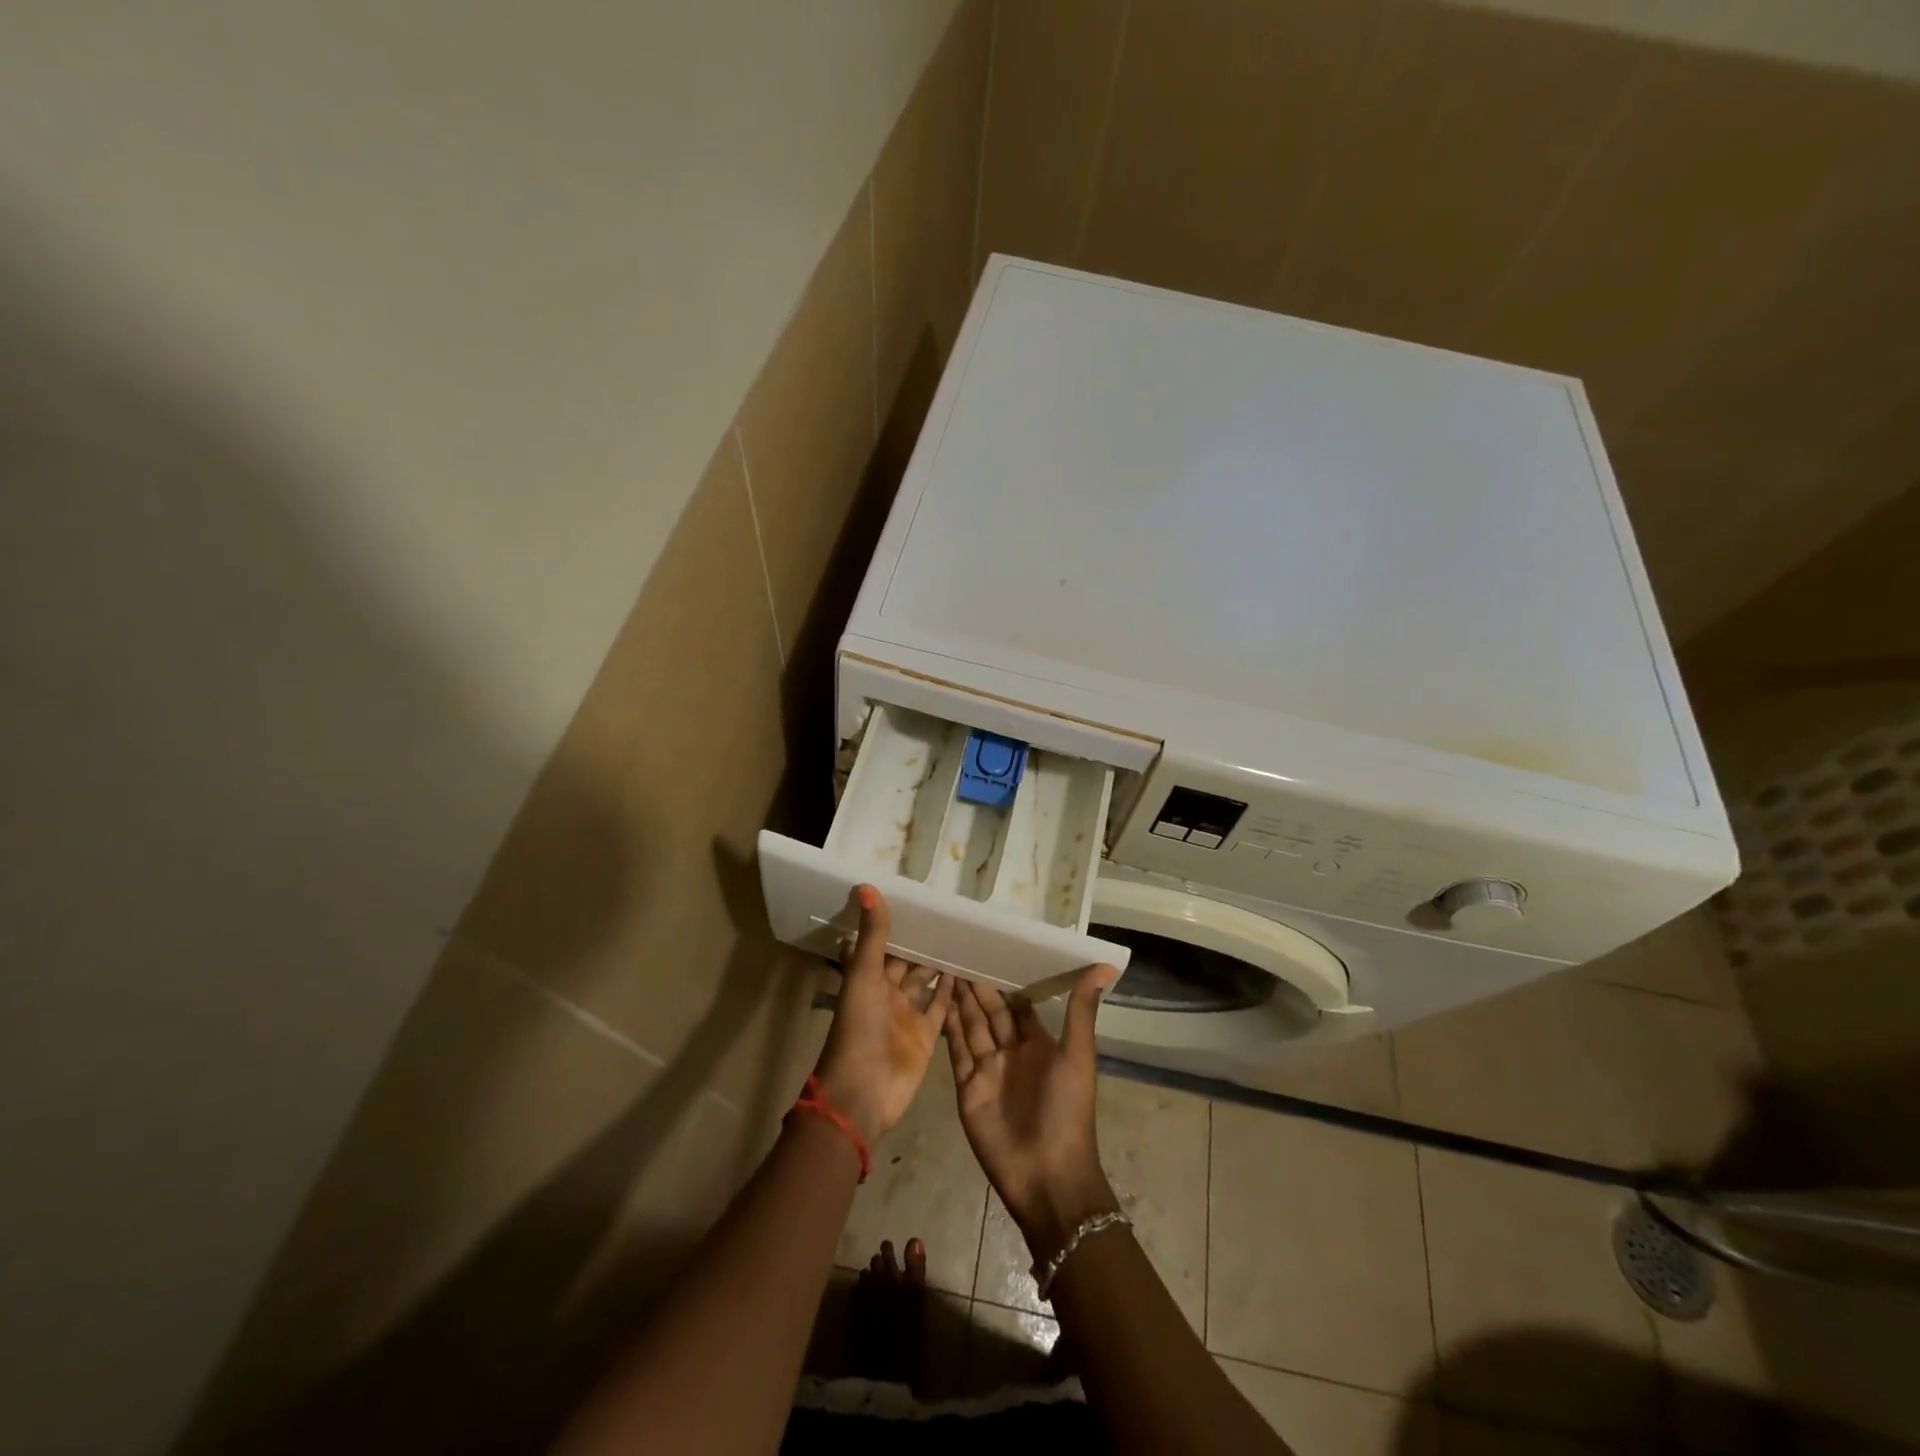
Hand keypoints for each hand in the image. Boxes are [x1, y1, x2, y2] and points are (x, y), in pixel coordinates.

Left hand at [813, 886, 953, 1143]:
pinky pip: (941, 1007)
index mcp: (868, 978)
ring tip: (963, 936)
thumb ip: (871, 934)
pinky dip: (952, 990)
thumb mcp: (863, 976)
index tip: (919, 898)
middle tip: (949, 914)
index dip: (898, 924)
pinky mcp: (927, 1036)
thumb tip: (866, 885)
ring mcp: (908, 1015)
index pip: (885, 944)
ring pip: (926, 982)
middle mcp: (888, 994)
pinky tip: (967, 969)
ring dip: (939, 963)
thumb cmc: (858, 1029)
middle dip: (923, 942)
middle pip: (907, 962)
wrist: (863, 1093)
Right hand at [946, 967, 1122, 1262]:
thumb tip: (1105, 966)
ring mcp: (987, 1070)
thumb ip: (1082, 1011)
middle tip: (959, 948)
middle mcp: (1012, 1053)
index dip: (1007, 979)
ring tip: (944, 965)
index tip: (992, 947)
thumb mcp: (1078, 1056)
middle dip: (977, 984)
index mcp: (1040, 1044)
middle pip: (991, 1012)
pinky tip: (938, 1000)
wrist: (1046, 1176)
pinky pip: (956, 1051)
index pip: (1019, 1004)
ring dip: (960, 999)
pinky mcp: (967, 1087)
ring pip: (971, 1026)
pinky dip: (947, 1026)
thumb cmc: (1067, 1111)